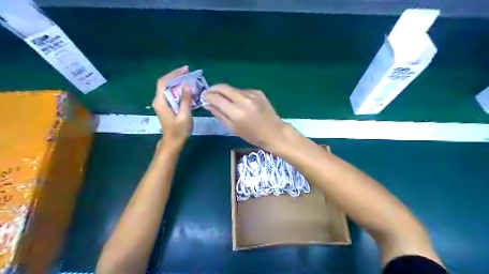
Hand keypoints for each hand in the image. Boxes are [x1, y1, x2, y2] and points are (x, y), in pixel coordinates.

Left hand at [152, 65, 192, 148]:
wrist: (173, 142)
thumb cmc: (179, 131)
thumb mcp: (184, 115)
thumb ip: (186, 100)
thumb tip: (188, 85)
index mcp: (161, 101)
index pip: (164, 82)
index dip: (174, 74)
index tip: (185, 70)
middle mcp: (159, 100)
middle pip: (165, 83)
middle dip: (177, 76)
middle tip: (189, 73)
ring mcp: (162, 103)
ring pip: (168, 88)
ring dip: (178, 82)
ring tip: (190, 79)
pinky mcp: (166, 106)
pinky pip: (172, 93)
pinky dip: (179, 89)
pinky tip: (187, 89)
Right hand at [203, 84, 288, 150]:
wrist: (275, 132)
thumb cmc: (253, 136)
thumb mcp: (233, 129)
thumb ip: (219, 115)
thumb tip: (207, 104)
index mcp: (237, 113)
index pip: (217, 98)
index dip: (208, 96)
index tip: (203, 96)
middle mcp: (244, 100)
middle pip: (224, 87)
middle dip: (214, 89)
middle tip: (209, 94)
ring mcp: (253, 94)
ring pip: (233, 89)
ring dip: (226, 93)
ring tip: (225, 101)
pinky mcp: (258, 92)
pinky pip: (243, 91)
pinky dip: (237, 95)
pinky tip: (240, 103)